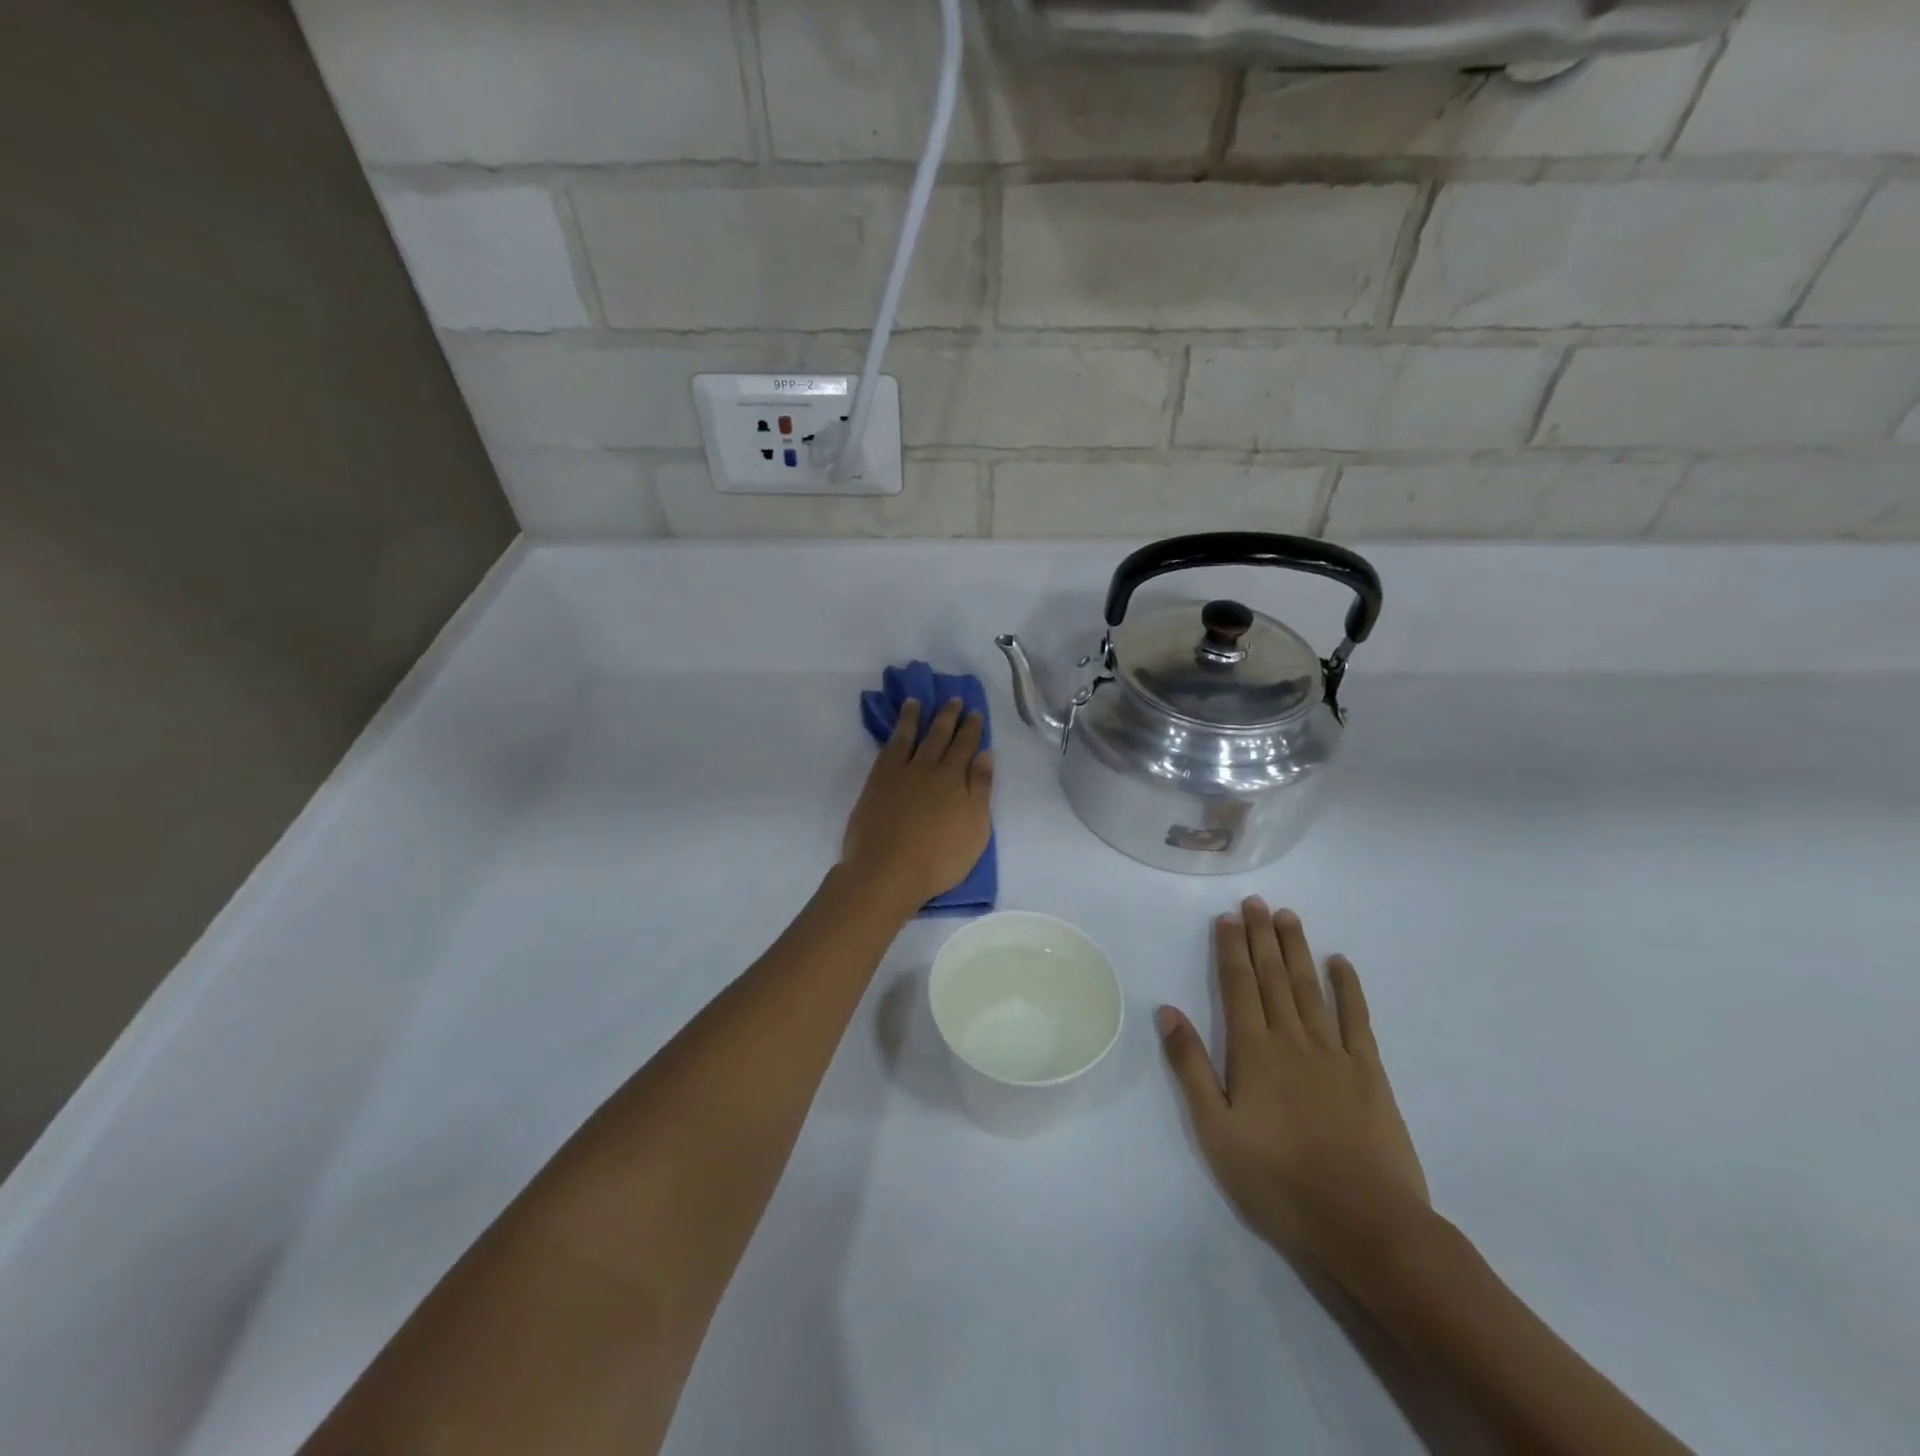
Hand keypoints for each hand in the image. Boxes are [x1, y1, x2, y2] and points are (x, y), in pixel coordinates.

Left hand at [840, 698, 992, 913]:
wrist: (887, 871)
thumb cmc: (939, 858)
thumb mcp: (975, 828)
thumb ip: (981, 788)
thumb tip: (985, 754)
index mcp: (955, 778)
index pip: (966, 746)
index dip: (972, 728)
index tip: (974, 712)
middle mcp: (928, 767)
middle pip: (940, 736)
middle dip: (948, 716)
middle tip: (953, 699)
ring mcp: (899, 773)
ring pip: (910, 736)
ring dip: (916, 717)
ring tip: (917, 702)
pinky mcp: (876, 782)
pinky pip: (888, 749)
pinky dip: (894, 734)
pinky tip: (896, 731)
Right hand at [1157, 900, 1431, 1290]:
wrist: (1365, 1224)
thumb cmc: (1278, 1181)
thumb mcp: (1215, 1131)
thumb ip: (1190, 1066)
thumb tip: (1167, 1011)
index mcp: (1252, 1051)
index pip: (1238, 985)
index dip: (1231, 948)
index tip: (1228, 916)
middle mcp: (1291, 1039)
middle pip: (1273, 977)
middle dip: (1262, 936)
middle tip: (1257, 901)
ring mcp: (1334, 1053)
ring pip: (1310, 988)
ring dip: (1297, 949)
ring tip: (1288, 916)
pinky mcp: (1369, 1073)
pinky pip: (1356, 1019)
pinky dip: (1348, 987)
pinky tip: (1341, 962)